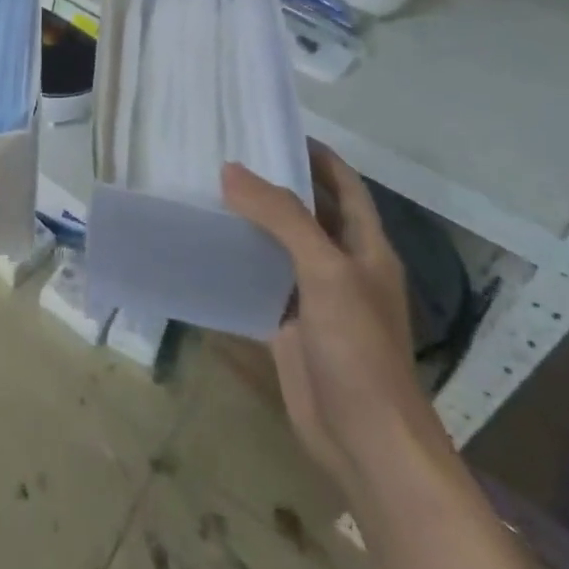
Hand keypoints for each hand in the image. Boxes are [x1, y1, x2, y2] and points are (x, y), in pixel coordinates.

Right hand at [223, 143, 441, 496]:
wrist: (365, 441)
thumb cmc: (359, 350)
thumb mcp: (326, 272)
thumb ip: (282, 218)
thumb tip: (231, 170)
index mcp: (366, 248)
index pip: (344, 185)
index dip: (315, 154)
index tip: (270, 127)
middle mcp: (341, 266)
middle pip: (308, 212)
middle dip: (274, 182)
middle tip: (223, 153)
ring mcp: (313, 298)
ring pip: (278, 246)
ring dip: (249, 221)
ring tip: (204, 189)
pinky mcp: (286, 326)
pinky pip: (257, 282)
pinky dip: (234, 263)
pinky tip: (202, 246)